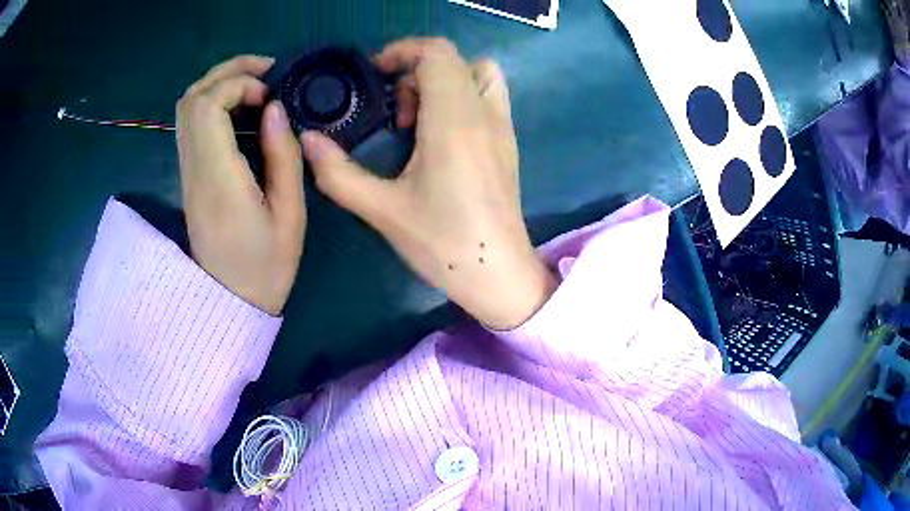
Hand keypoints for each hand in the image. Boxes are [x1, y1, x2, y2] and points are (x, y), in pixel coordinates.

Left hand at [177, 55, 305, 314]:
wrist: (229, 303)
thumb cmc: (266, 267)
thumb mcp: (290, 216)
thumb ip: (282, 156)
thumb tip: (274, 109)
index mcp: (219, 179)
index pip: (209, 107)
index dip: (238, 83)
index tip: (270, 94)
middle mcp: (194, 170)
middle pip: (191, 99)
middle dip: (227, 71)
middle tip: (265, 69)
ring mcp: (187, 174)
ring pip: (186, 109)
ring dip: (218, 84)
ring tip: (254, 84)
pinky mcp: (188, 178)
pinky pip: (190, 126)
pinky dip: (212, 103)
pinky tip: (239, 109)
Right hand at [300, 39, 554, 329]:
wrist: (498, 274)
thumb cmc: (442, 243)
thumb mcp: (382, 209)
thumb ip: (338, 173)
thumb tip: (308, 141)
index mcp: (453, 119)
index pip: (436, 53)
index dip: (402, 52)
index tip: (375, 76)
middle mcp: (484, 113)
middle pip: (452, 60)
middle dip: (414, 72)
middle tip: (392, 115)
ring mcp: (502, 126)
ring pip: (477, 74)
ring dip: (443, 81)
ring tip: (418, 120)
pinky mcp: (508, 143)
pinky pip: (488, 96)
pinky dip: (462, 96)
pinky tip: (442, 138)